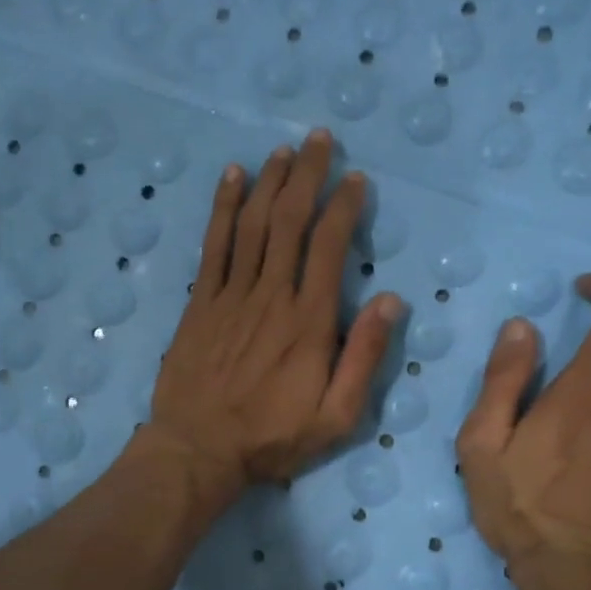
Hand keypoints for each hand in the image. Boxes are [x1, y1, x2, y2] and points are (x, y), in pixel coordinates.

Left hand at [144, 130, 406, 508]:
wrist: (198, 449)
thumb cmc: (272, 438)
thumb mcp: (336, 417)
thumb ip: (365, 358)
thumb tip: (392, 301)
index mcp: (309, 322)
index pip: (330, 247)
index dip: (343, 207)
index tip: (355, 179)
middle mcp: (271, 296)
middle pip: (290, 221)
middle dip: (307, 176)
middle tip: (319, 140)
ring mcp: (231, 296)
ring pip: (253, 224)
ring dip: (270, 182)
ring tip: (284, 150)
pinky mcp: (200, 303)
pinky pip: (213, 245)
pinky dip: (223, 207)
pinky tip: (232, 177)